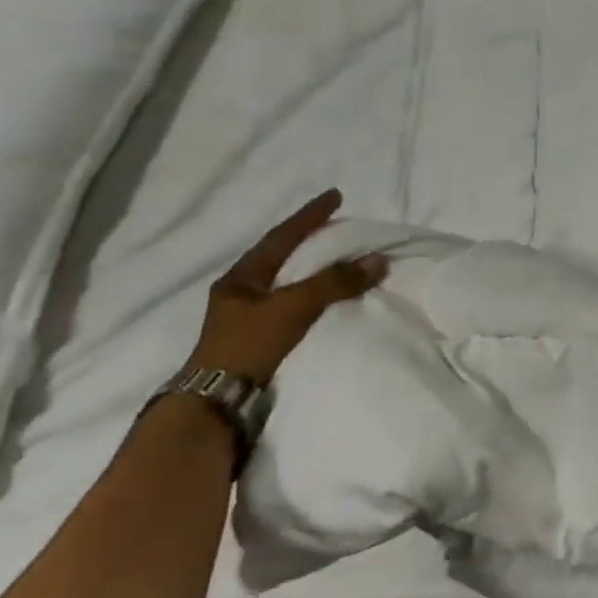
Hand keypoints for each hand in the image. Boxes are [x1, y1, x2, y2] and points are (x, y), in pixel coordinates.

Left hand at [186, 190, 388, 383]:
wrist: (218, 401)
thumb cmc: (249, 345)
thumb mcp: (293, 307)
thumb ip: (334, 282)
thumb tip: (378, 259)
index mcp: (242, 277)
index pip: (282, 236)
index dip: (310, 215)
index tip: (336, 196)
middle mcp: (243, 292)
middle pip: (282, 256)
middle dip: (310, 240)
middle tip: (339, 227)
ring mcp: (249, 317)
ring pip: (288, 282)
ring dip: (314, 269)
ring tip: (339, 260)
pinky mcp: (261, 339)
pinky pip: (295, 305)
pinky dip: (315, 295)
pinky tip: (328, 298)